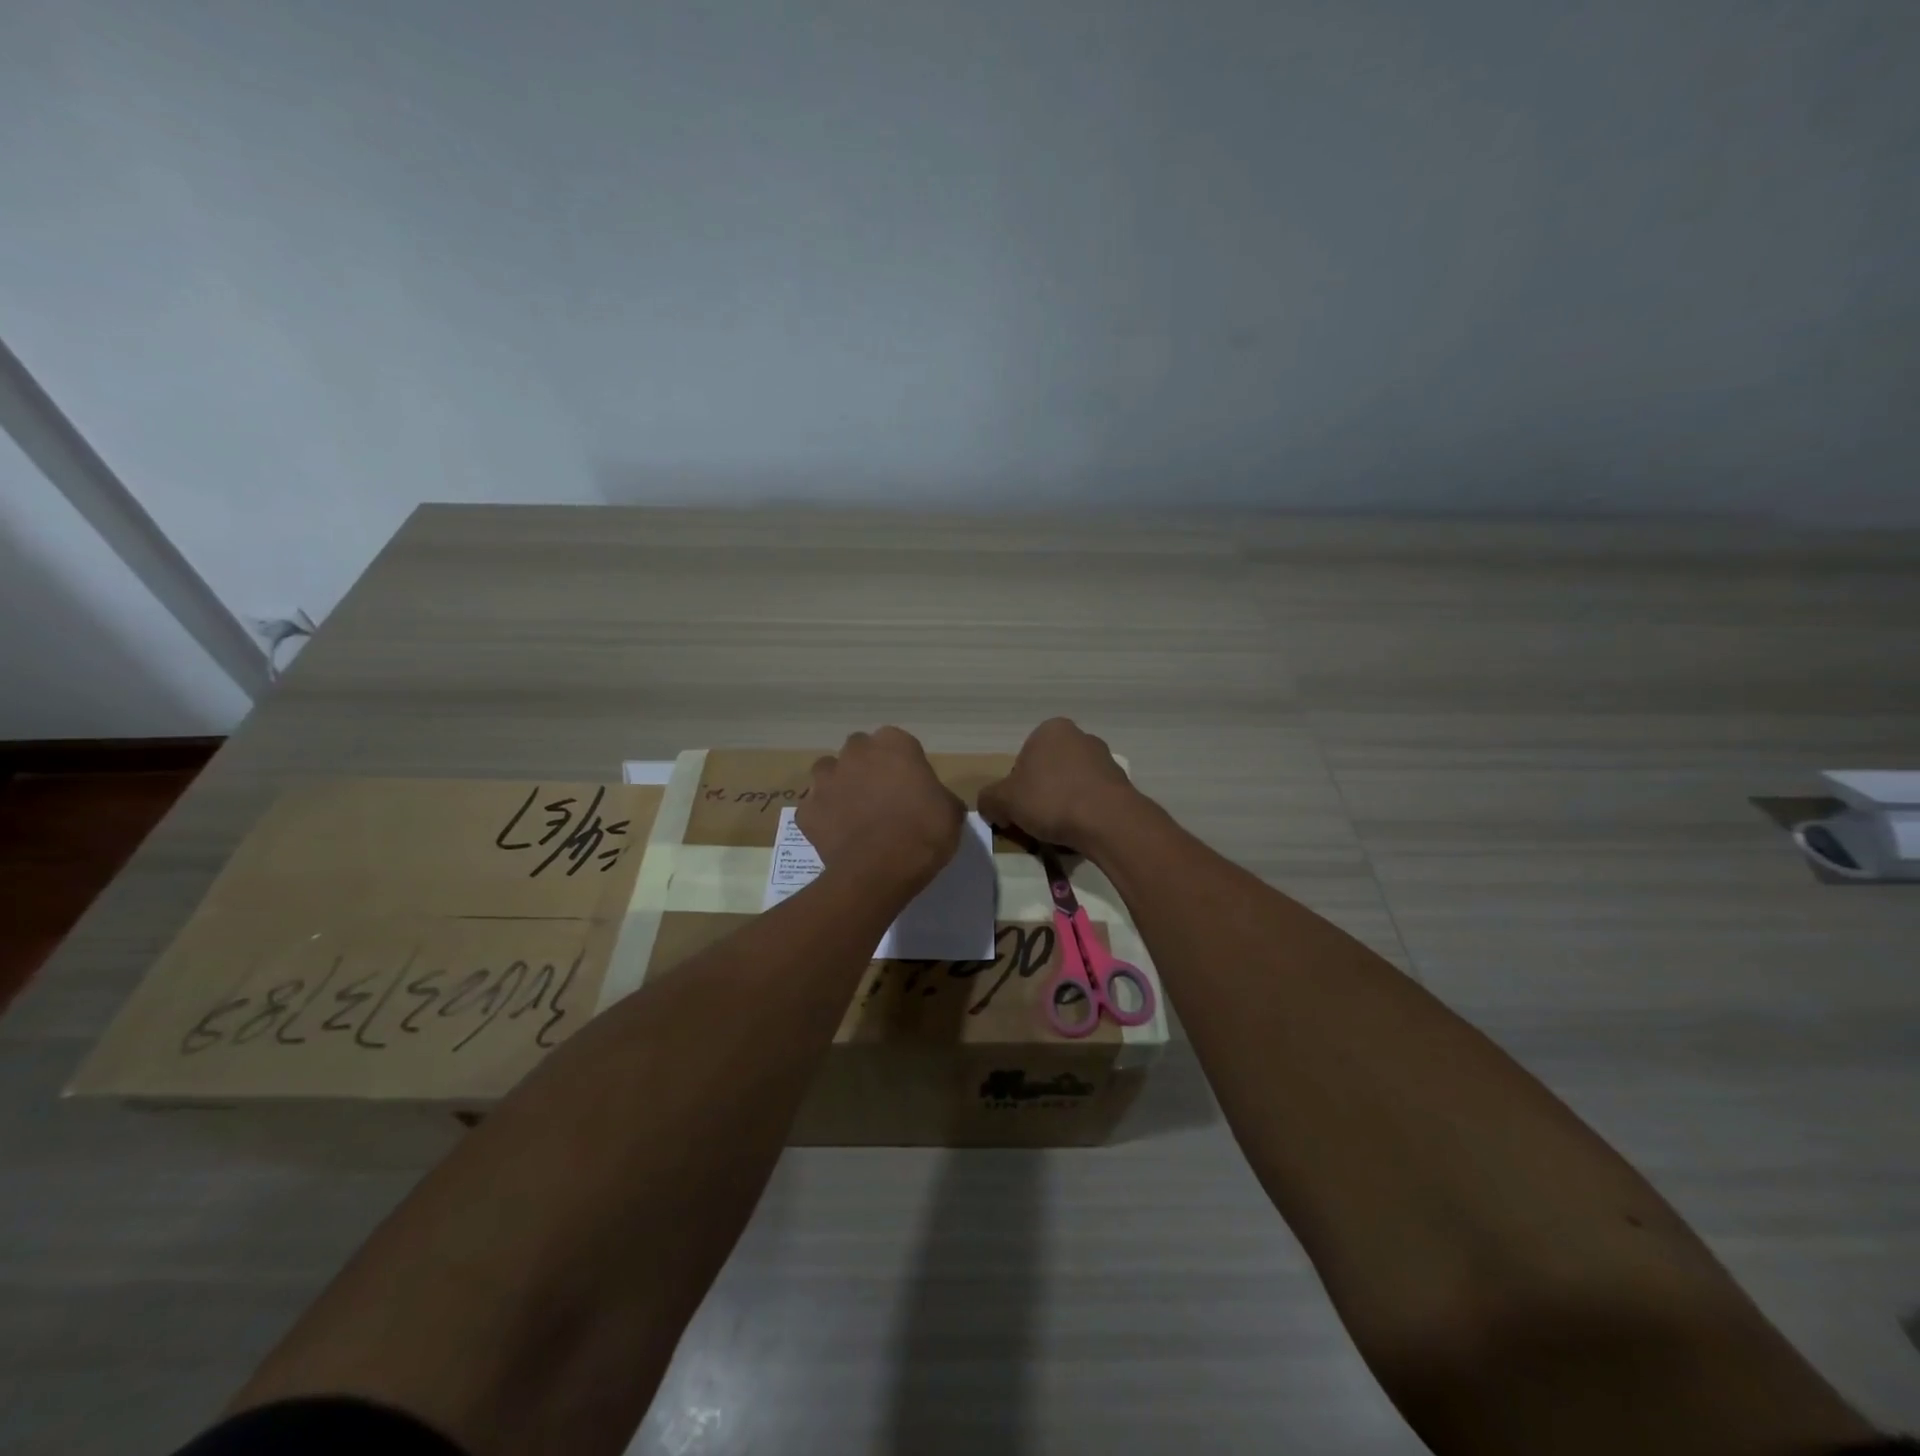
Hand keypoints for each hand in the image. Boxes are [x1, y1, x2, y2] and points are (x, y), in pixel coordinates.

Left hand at [797, 727, 964, 893]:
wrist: (880, 870)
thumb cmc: (924, 833)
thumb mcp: (951, 812)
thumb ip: (939, 796)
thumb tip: (936, 801)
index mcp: (894, 744)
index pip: (897, 743)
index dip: (903, 764)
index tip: (910, 786)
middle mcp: (855, 752)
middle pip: (860, 752)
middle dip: (867, 768)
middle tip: (882, 797)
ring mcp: (826, 779)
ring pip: (829, 773)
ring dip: (840, 786)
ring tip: (855, 813)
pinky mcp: (806, 809)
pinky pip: (814, 808)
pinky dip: (823, 817)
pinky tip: (838, 835)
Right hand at [978, 717, 1142, 850]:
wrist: (1108, 821)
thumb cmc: (1050, 799)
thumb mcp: (1004, 801)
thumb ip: (988, 800)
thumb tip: (991, 807)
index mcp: (1050, 730)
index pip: (1022, 760)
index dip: (1015, 788)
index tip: (1018, 810)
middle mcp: (1080, 736)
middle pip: (1048, 772)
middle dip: (1040, 795)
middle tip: (1035, 822)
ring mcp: (1105, 759)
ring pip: (1070, 785)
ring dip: (1062, 804)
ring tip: (1059, 832)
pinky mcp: (1121, 783)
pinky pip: (1092, 799)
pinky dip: (1084, 813)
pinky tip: (1080, 832)